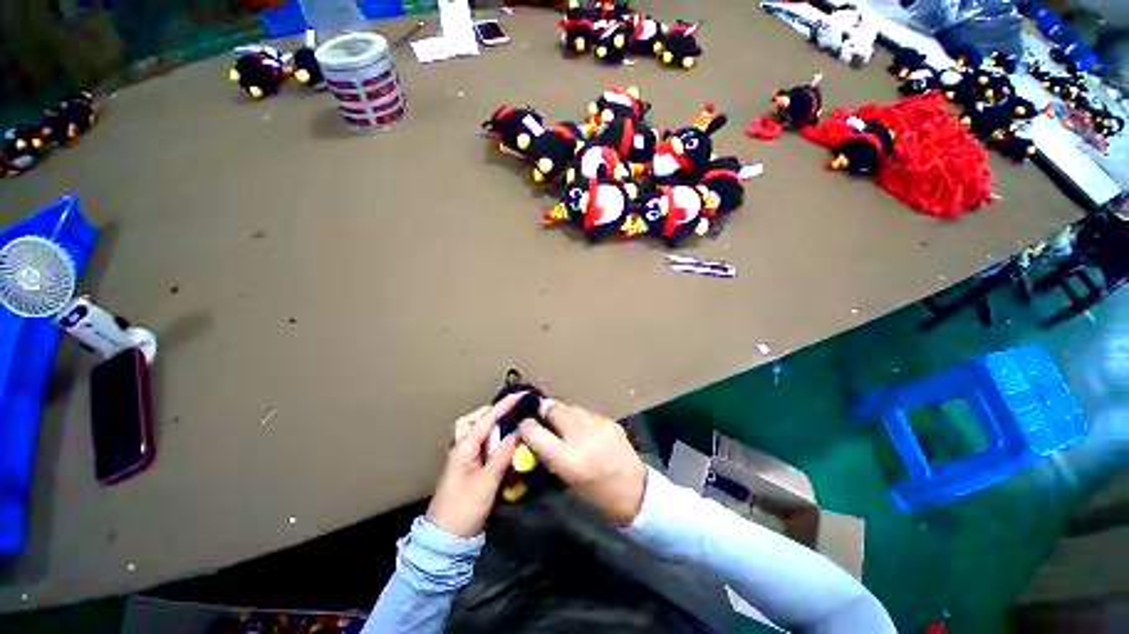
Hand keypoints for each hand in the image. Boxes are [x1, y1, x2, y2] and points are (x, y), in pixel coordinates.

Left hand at [426, 394, 520, 536]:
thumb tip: (518, 432)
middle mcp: (462, 448)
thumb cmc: (464, 508)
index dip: (503, 406)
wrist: (447, 539)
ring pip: (475, 433)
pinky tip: (505, 445)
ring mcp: (465, 459)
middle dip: (490, 412)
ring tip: (509, 427)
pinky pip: (481, 446)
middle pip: (472, 420)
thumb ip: (502, 455)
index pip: (486, 420)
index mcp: (463, 448)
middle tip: (510, 412)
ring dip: (491, 426)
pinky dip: (492, 440)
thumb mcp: (486, 481)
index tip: (520, 395)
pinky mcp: (470, 469)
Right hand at [519, 402, 646, 525]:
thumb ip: (547, 453)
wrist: (634, 492)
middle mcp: (578, 434)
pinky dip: (582, 420)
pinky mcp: (609, 420)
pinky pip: (587, 414)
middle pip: (552, 408)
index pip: (533, 430)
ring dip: (564, 414)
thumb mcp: (564, 478)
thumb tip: (534, 434)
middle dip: (545, 411)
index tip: (523, 423)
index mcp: (564, 456)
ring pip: (571, 408)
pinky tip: (586, 431)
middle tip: (543, 419)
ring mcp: (596, 422)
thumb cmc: (595, 494)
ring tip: (565, 425)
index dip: (526, 424)